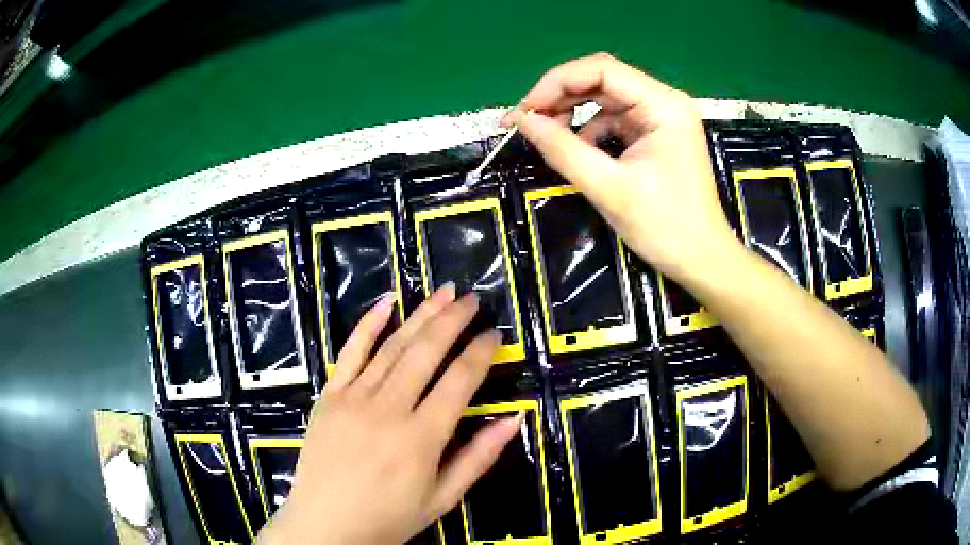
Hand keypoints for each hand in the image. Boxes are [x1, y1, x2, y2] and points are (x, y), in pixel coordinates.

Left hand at [258, 286, 520, 544]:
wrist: (324, 526)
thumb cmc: (387, 519)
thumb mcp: (442, 499)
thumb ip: (478, 458)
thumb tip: (513, 420)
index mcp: (421, 439)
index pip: (459, 382)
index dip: (480, 353)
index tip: (494, 334)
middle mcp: (388, 410)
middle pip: (426, 352)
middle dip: (453, 321)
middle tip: (472, 299)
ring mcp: (353, 399)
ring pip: (392, 346)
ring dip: (420, 315)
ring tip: (443, 292)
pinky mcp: (328, 396)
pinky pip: (350, 353)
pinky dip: (368, 325)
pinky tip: (387, 302)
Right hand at [504, 53, 740, 283]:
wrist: (701, 261)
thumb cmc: (666, 227)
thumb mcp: (610, 188)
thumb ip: (563, 149)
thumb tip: (522, 121)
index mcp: (663, 105)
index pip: (601, 70)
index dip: (557, 82)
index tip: (524, 110)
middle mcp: (663, 102)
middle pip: (601, 80)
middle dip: (560, 96)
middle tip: (524, 122)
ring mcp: (660, 118)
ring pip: (604, 99)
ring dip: (571, 112)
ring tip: (543, 134)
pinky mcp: (655, 135)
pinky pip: (613, 120)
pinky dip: (588, 130)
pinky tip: (574, 149)